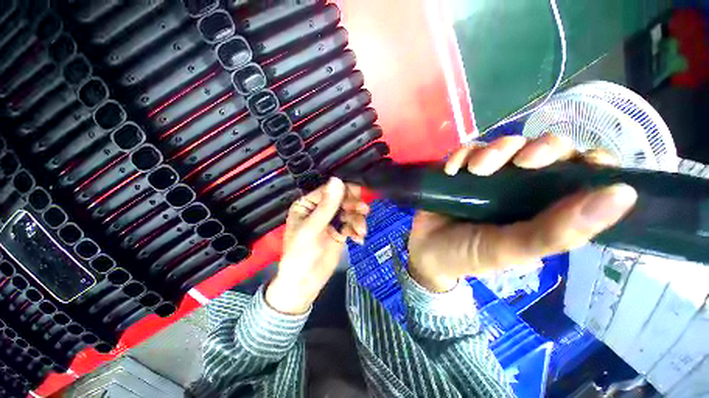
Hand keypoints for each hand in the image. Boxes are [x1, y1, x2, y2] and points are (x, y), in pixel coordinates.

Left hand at [266, 177, 368, 313]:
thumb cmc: (300, 254)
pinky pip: (352, 225)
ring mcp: (331, 221)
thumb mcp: (312, 228)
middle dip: (353, 206)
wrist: (304, 283)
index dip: (343, 191)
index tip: (359, 192)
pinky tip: (359, 239)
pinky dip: (357, 230)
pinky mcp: (339, 232)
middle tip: (364, 210)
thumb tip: (338, 180)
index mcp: (307, 205)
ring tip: (361, 231)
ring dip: (357, 220)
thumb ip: (327, 206)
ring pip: (349, 213)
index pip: (328, 191)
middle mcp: (320, 210)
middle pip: (341, 200)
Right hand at [408, 135, 637, 291]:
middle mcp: (520, 186)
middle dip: (535, 149)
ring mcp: (487, 176)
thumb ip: (559, 231)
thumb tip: (624, 194)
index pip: (581, 174)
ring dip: (493, 151)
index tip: (582, 163)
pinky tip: (452, 171)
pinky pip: (467, 151)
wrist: (425, 251)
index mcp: (543, 207)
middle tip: (519, 163)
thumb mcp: (512, 250)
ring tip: (473, 170)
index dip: (588, 161)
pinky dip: (461, 155)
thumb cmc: (469, 255)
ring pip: (504, 145)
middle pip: (542, 149)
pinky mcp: (459, 171)